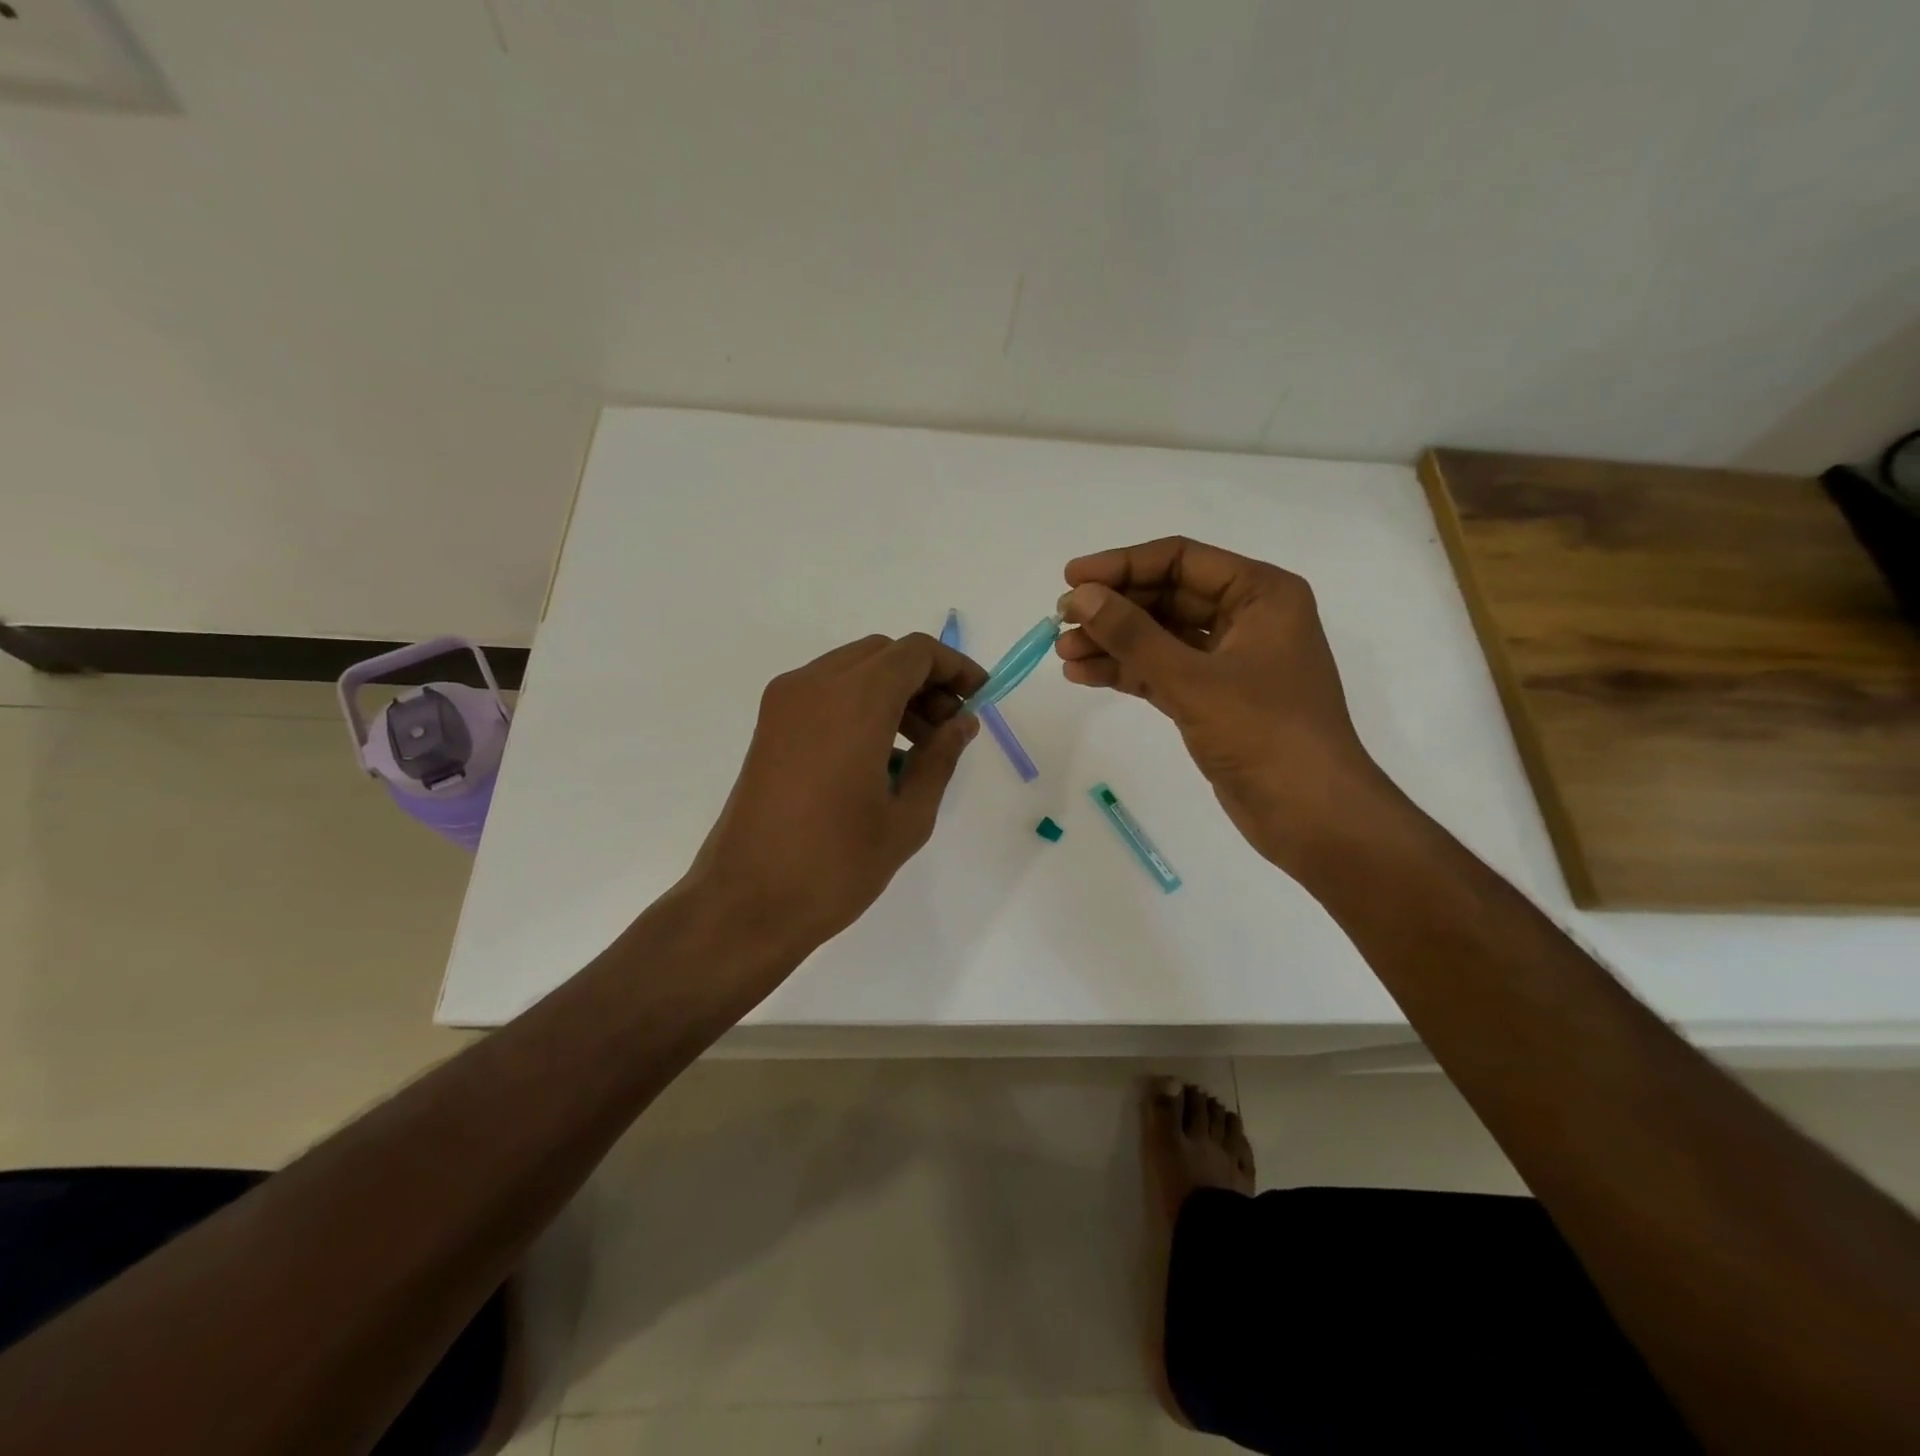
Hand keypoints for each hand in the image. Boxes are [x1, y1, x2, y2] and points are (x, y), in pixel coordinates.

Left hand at [684, 633, 985, 953]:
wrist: (745, 903)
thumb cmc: (835, 866)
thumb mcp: (907, 817)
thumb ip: (940, 758)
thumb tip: (962, 722)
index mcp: (854, 702)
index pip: (915, 653)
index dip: (954, 667)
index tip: (980, 697)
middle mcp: (814, 686)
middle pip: (883, 653)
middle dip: (924, 679)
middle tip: (949, 727)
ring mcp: (784, 703)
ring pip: (853, 669)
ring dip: (893, 691)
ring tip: (919, 746)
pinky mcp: (770, 725)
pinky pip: (826, 691)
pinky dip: (861, 703)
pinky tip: (878, 754)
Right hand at [1057, 536, 1391, 873]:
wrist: (1311, 815)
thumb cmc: (1264, 734)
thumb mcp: (1193, 680)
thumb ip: (1133, 635)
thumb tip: (1080, 597)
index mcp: (1260, 594)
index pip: (1181, 560)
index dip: (1122, 565)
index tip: (1071, 578)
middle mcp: (1246, 618)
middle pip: (1167, 597)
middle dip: (1113, 609)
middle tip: (1060, 621)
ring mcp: (1229, 661)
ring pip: (1160, 637)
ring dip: (1113, 642)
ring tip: (1063, 653)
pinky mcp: (1213, 699)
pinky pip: (1162, 671)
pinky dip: (1126, 671)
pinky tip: (1083, 675)